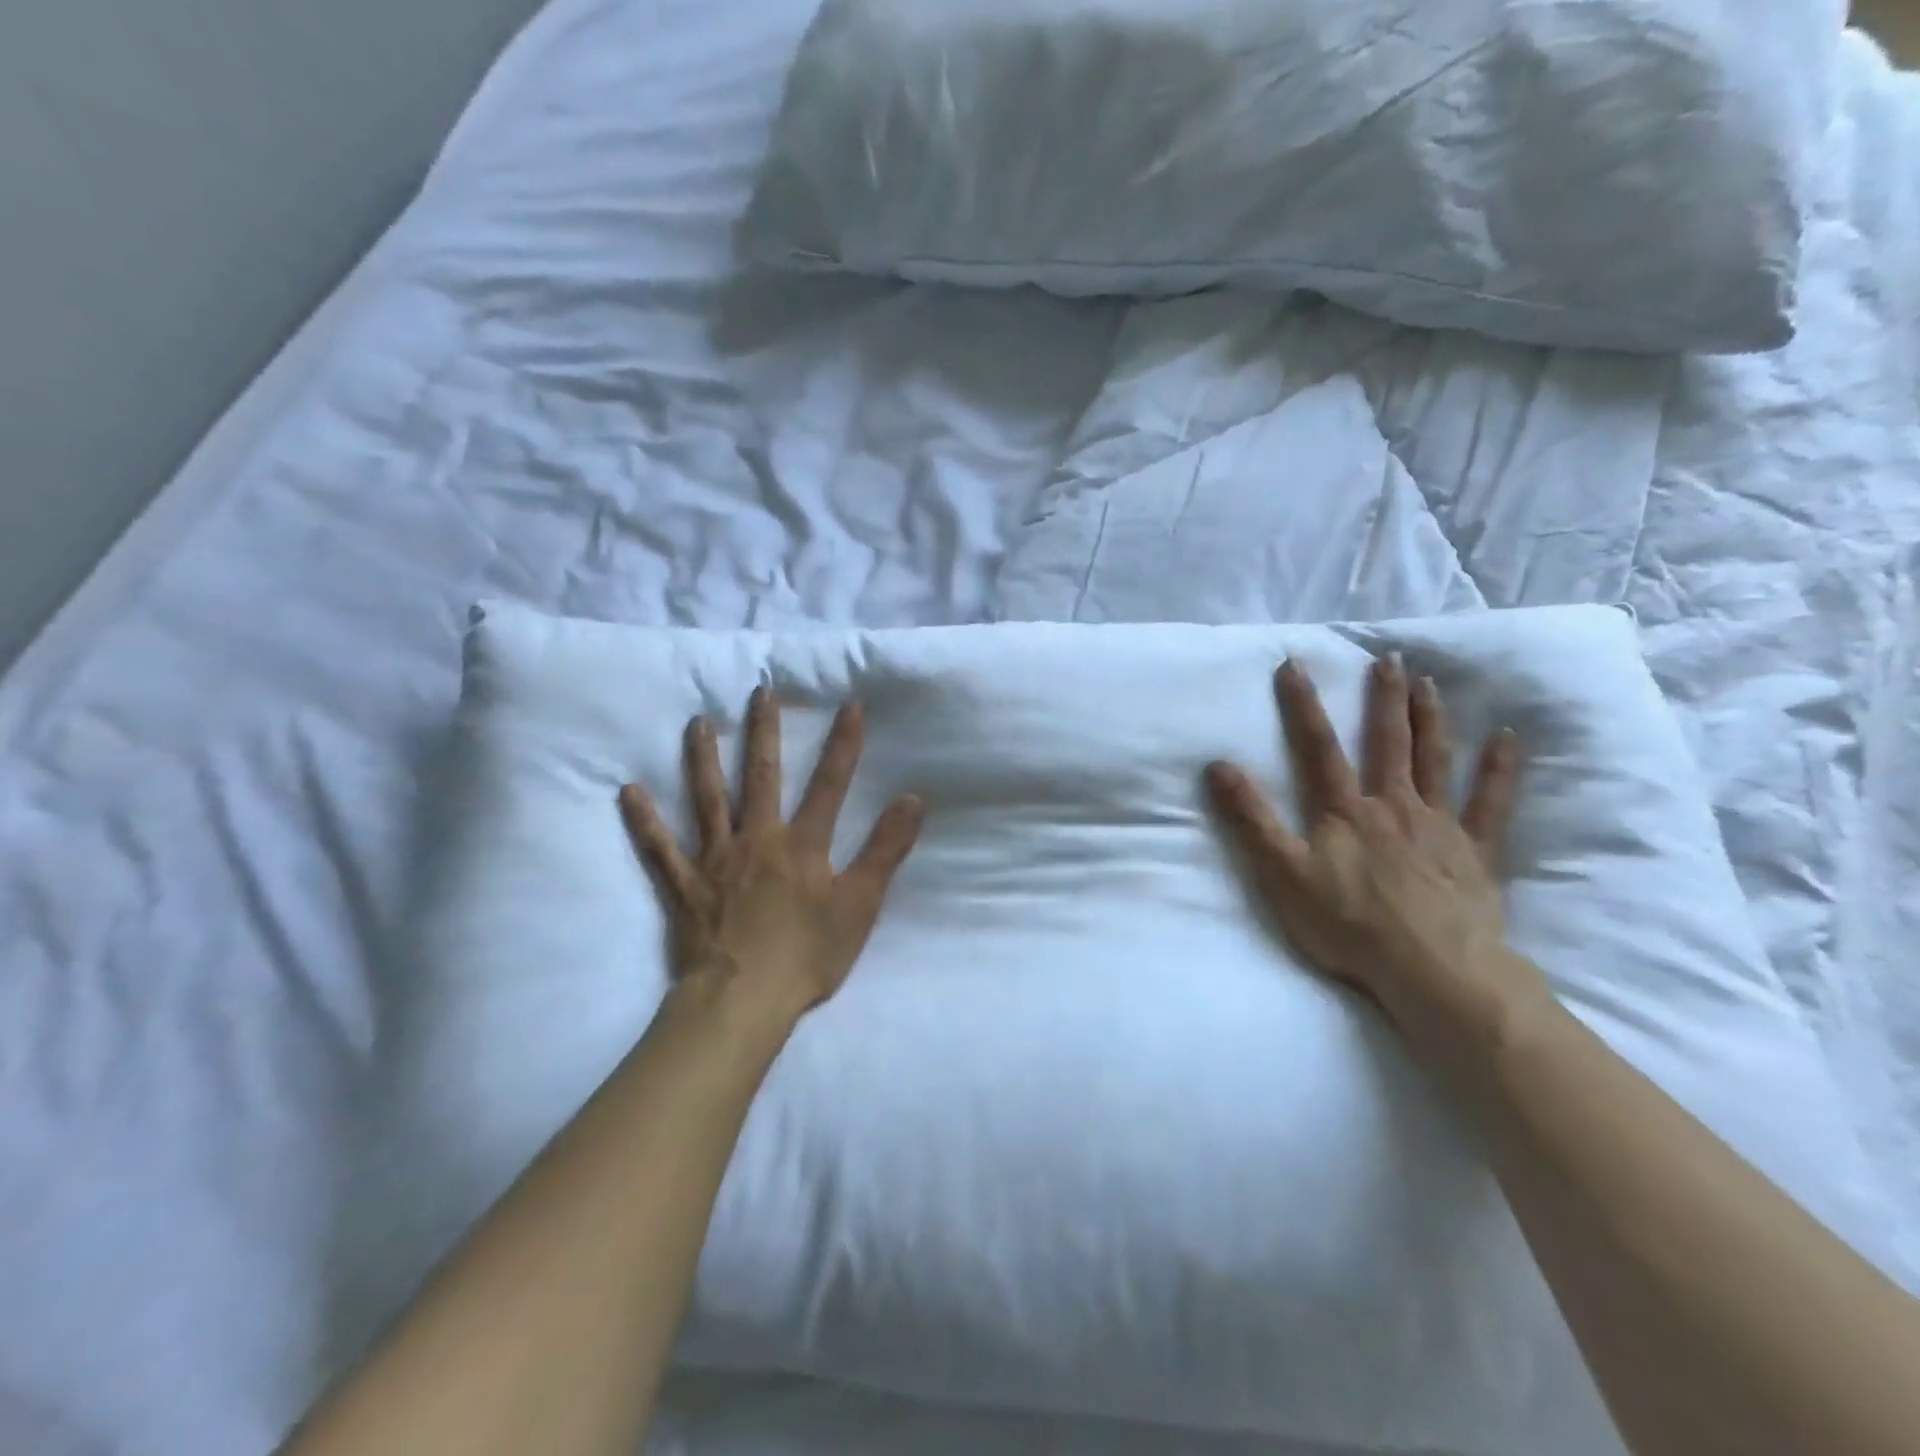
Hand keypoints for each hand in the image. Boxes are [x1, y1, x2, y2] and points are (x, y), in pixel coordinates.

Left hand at [619, 687, 923, 1030]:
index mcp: (802, 846)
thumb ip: (886, 850)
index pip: (830, 785)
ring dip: (703, 759)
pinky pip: (659, 849)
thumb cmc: (807, 955)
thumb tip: (913, 799)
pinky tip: (630, 792)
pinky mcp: (684, 887)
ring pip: (708, 800)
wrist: (743, 1001)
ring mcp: (715, 861)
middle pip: (761, 778)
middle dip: (765, 733)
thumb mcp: (861, 905)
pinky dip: (645, 820)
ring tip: (698, 723)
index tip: (850, 705)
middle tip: (759, 692)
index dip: (843, 745)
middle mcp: (757, 840)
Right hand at [1205, 655, 1551, 1052]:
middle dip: (1384, 698)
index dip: (1303, 705)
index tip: (1294, 665)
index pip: (1318, 747)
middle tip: (1389, 659)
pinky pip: (1491, 803)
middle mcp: (1392, 804)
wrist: (1431, 970)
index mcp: (1344, 810)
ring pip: (1435, 760)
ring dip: (1431, 718)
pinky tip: (1507, 739)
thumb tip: (1219, 765)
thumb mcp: (1283, 873)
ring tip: (1429, 683)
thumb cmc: (1348, 923)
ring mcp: (1438, 825)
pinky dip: (1499, 770)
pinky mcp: (1475, 851)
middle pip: (1387, 742)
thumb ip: (1252, 819)